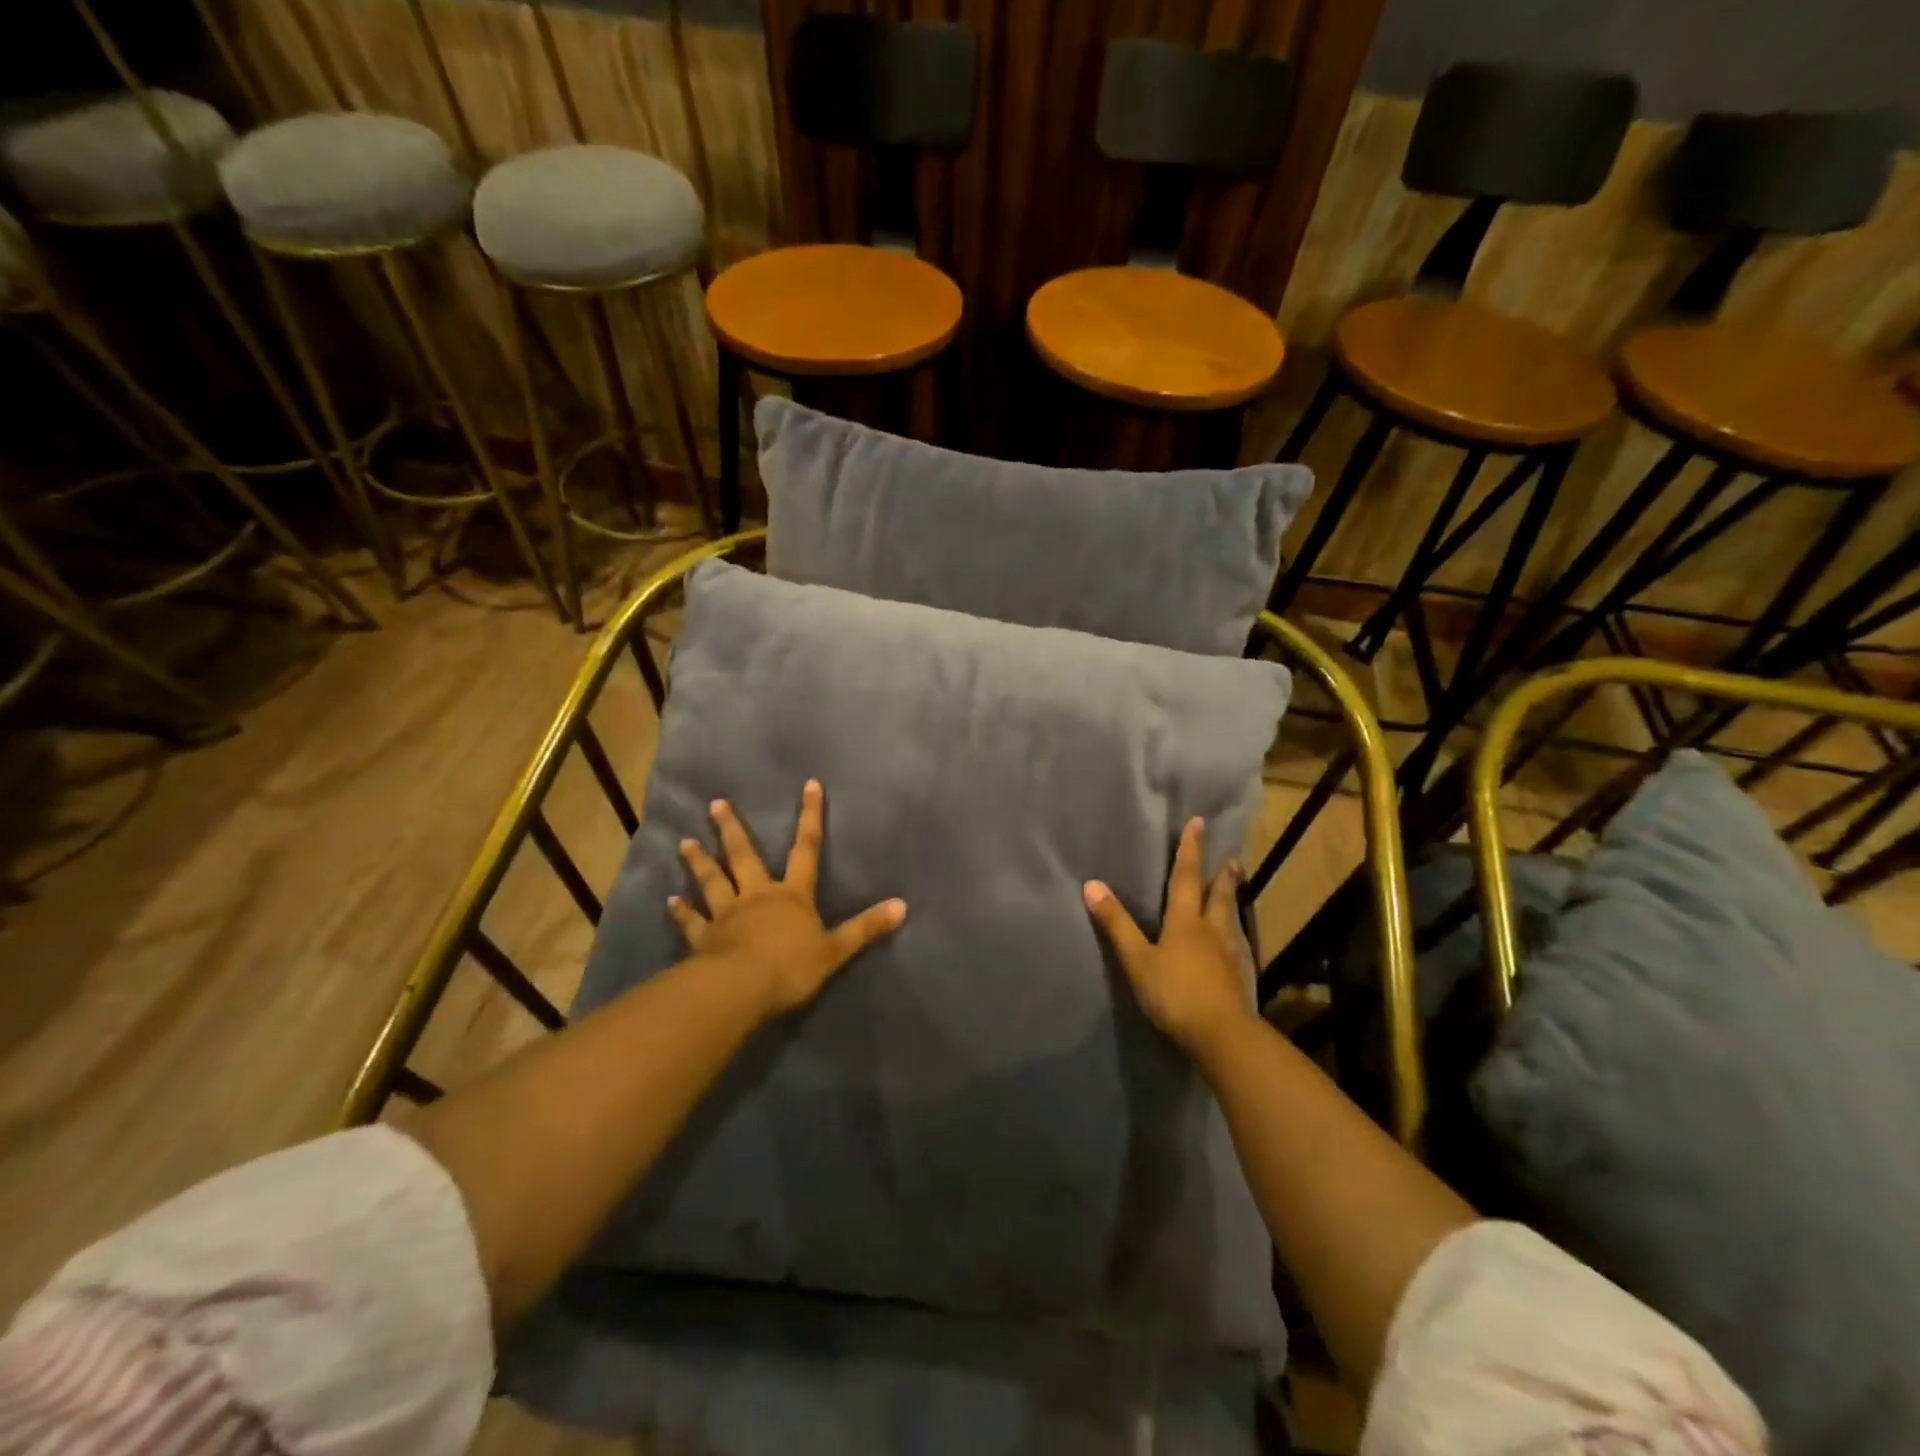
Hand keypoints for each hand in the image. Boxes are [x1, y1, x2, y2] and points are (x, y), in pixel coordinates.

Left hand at [670, 780, 905, 1019]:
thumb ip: (866, 927)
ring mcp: (727, 915)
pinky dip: (680, 911)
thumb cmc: (790, 967)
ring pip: (712, 881)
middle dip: (732, 829)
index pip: (807, 849)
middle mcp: (757, 896)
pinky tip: (669, 900)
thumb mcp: (836, 949)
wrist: (741, 989)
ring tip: (684, 842)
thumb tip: (903, 905)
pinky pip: (691, 921)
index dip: (810, 817)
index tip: (809, 785)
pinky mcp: (703, 938)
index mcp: (792, 895)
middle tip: (715, 804)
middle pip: (745, 856)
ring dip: (699, 861)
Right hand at [1084, 817, 1250, 1060]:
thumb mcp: (1137, 960)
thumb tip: (1091, 884)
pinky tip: (1234, 942)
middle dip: (1221, 875)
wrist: (1222, 1035)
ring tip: (1234, 887)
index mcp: (1185, 922)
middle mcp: (1211, 930)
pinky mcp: (1238, 977)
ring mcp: (1229, 954)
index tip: (1199, 823)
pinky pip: (1236, 944)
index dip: (1190, 850)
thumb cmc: (1175, 993)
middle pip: (1217, 896)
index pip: (1185, 878)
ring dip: (1231, 899)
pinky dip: (1234, 933)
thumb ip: (1116, 924)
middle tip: (1232, 857)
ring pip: (1230, 919)